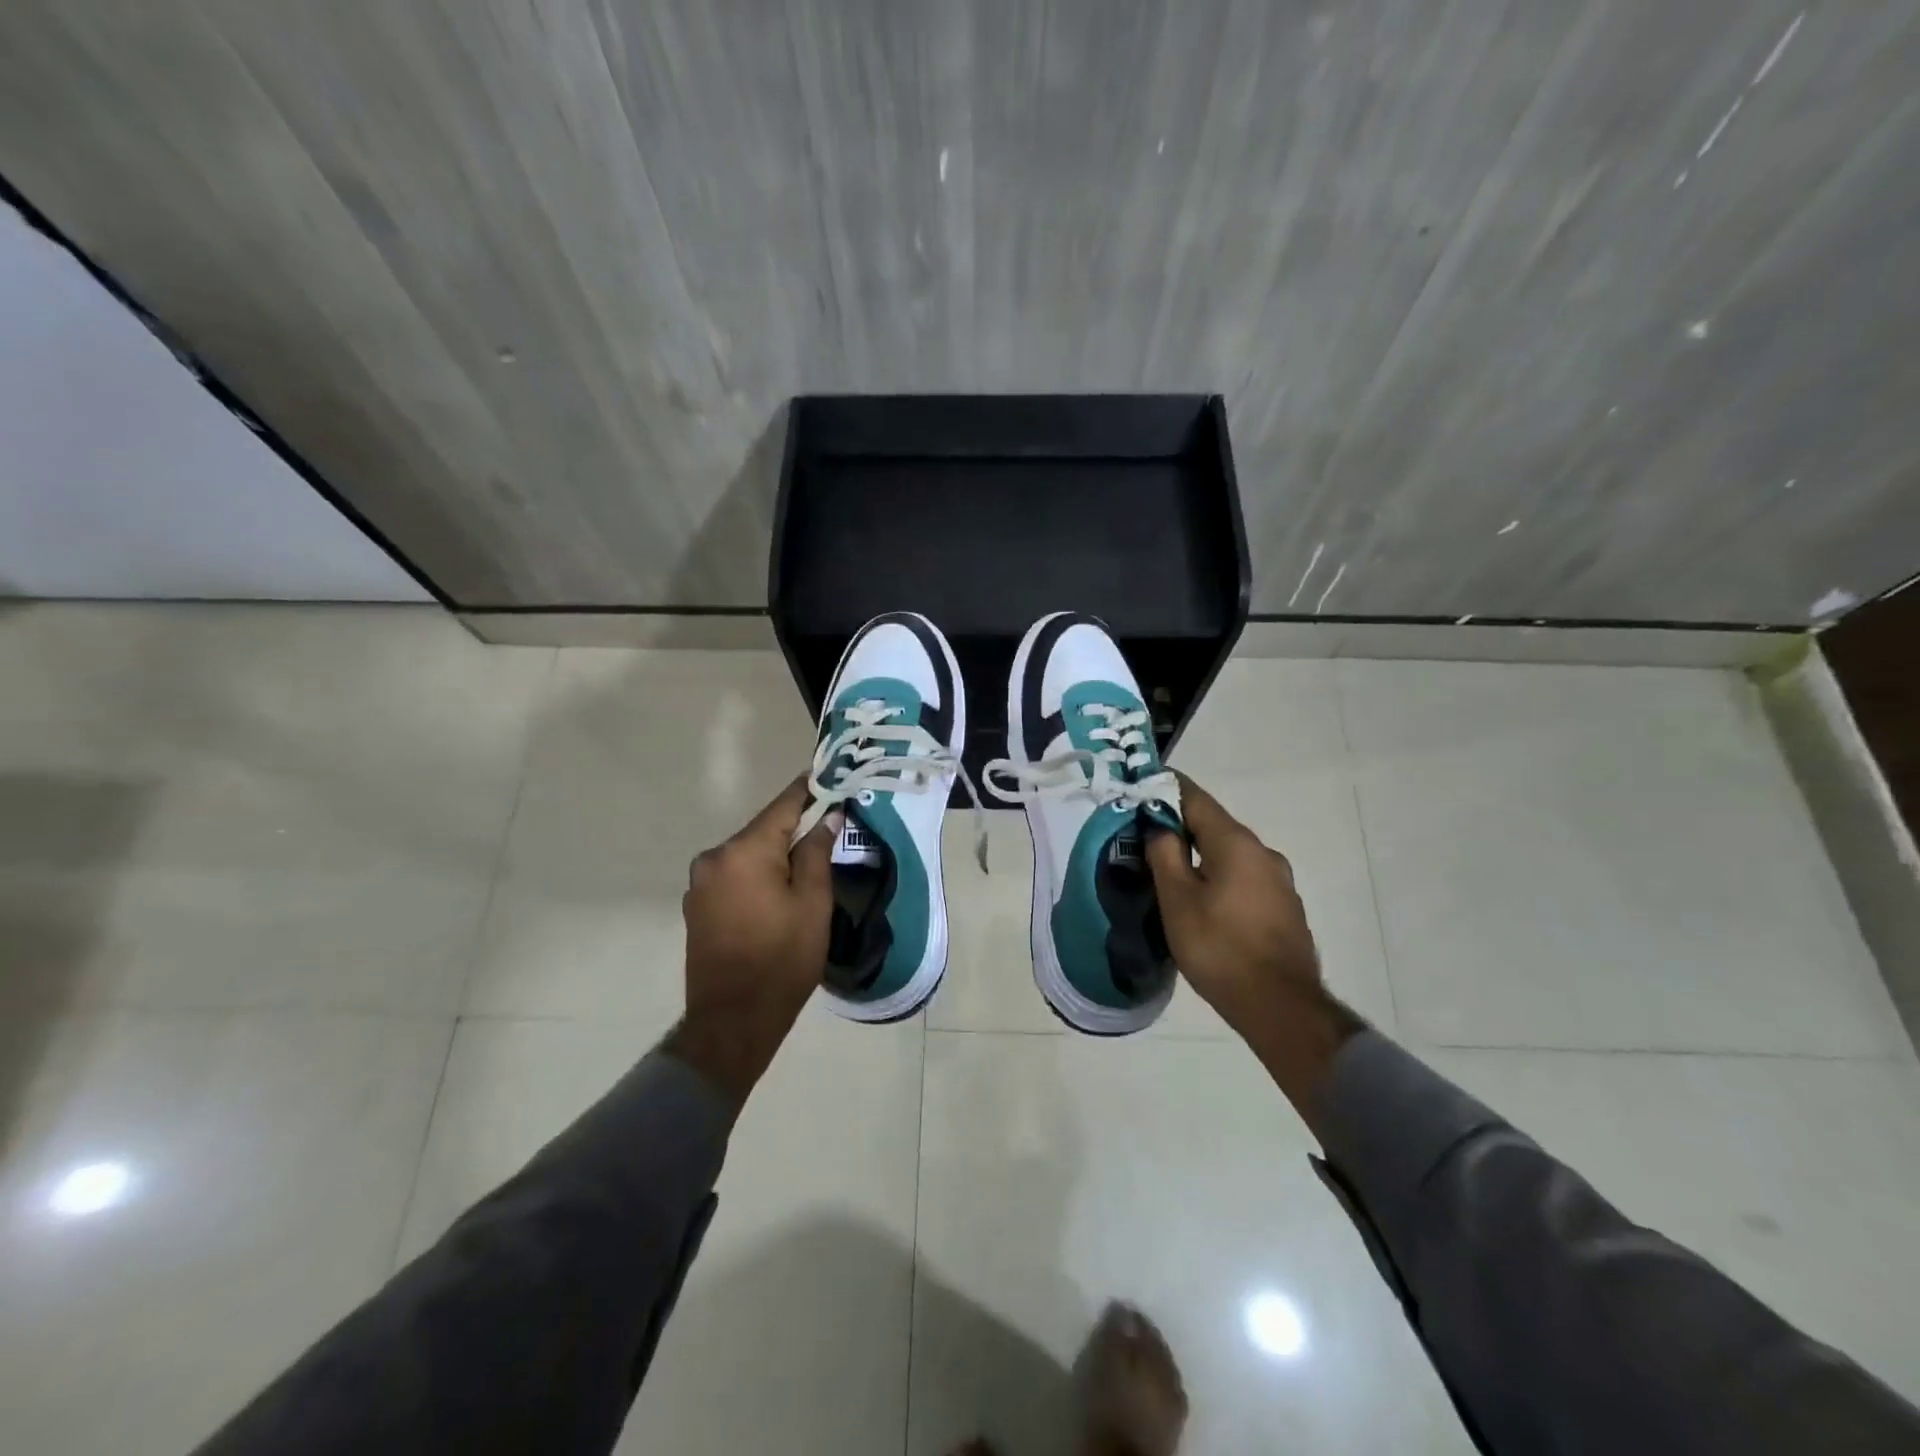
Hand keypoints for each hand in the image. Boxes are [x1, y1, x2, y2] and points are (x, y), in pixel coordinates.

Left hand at [664, 777, 838, 1109]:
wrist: (732, 1021)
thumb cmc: (782, 959)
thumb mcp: (812, 903)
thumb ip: (816, 852)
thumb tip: (826, 817)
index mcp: (743, 852)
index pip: (782, 806)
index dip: (808, 790)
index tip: (828, 774)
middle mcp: (714, 858)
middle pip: (763, 831)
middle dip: (794, 829)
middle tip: (828, 828)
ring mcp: (700, 883)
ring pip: (748, 854)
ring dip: (774, 855)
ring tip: (805, 867)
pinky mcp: (697, 905)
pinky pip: (734, 876)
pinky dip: (756, 875)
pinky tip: (776, 893)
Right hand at [1145, 774, 1363, 1117]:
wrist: (1280, 1006)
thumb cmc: (1219, 948)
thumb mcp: (1177, 900)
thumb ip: (1165, 855)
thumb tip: (1159, 826)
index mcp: (1236, 843)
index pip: (1196, 798)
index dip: (1166, 788)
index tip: (1141, 786)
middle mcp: (1263, 853)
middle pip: (1215, 827)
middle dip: (1181, 827)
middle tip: (1147, 838)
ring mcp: (1279, 882)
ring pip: (1231, 856)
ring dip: (1202, 857)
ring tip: (1172, 875)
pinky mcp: (1285, 909)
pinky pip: (1245, 880)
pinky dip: (1221, 879)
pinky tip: (1205, 904)